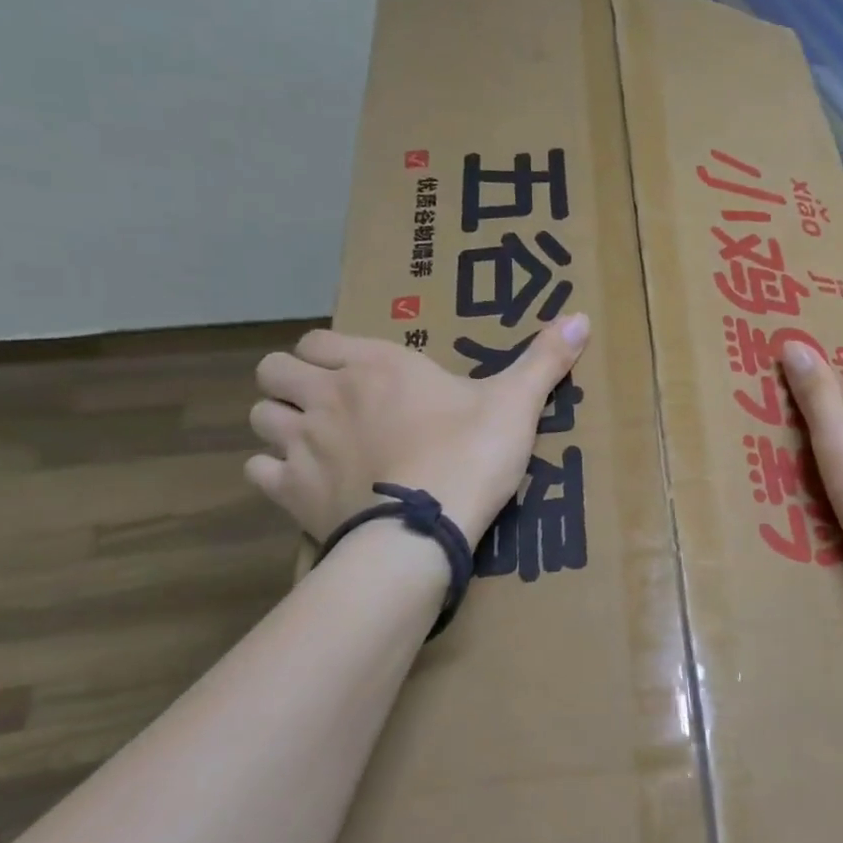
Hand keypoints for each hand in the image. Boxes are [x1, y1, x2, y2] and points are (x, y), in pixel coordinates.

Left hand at [246, 316, 589, 543]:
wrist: (426, 528)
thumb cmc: (470, 454)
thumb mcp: (515, 404)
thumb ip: (544, 359)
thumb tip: (582, 315)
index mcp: (375, 365)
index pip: (318, 339)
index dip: (327, 353)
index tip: (354, 372)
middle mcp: (327, 395)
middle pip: (273, 371)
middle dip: (291, 381)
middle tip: (327, 405)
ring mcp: (302, 443)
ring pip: (260, 417)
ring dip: (279, 424)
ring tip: (312, 442)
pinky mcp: (291, 491)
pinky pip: (259, 470)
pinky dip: (275, 473)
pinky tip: (304, 483)